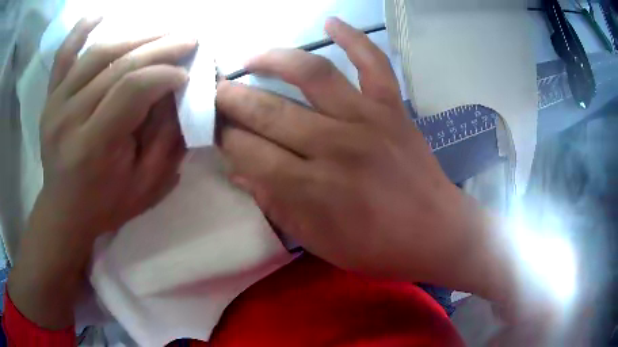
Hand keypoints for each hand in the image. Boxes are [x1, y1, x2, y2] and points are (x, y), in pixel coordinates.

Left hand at [8, 18, 195, 328]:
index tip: (188, 74)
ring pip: (98, 53)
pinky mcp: (50, 98)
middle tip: (189, 39)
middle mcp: (68, 117)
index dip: (165, 74)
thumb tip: (181, 94)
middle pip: (118, 65)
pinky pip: (63, 55)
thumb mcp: (146, 186)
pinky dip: (80, 30)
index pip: (131, 89)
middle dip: (159, 47)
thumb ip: (166, 140)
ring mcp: (55, 103)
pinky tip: (100, 15)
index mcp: (92, 145)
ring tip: (163, 31)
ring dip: (135, 36)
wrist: (65, 211)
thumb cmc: (106, 204)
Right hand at [217, 18, 516, 301]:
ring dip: (273, 60)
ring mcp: (368, 119)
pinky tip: (331, 21)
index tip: (212, 128)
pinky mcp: (394, 108)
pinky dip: (354, 38)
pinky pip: (373, 63)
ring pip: (312, 74)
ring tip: (250, 57)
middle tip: (216, 91)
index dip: (223, 138)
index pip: (248, 152)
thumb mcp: (317, 242)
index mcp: (311, 188)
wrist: (435, 232)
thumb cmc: (377, 247)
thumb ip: (276, 205)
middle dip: (232, 99)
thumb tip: (240, 171)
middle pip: (268, 111)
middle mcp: (335, 145)